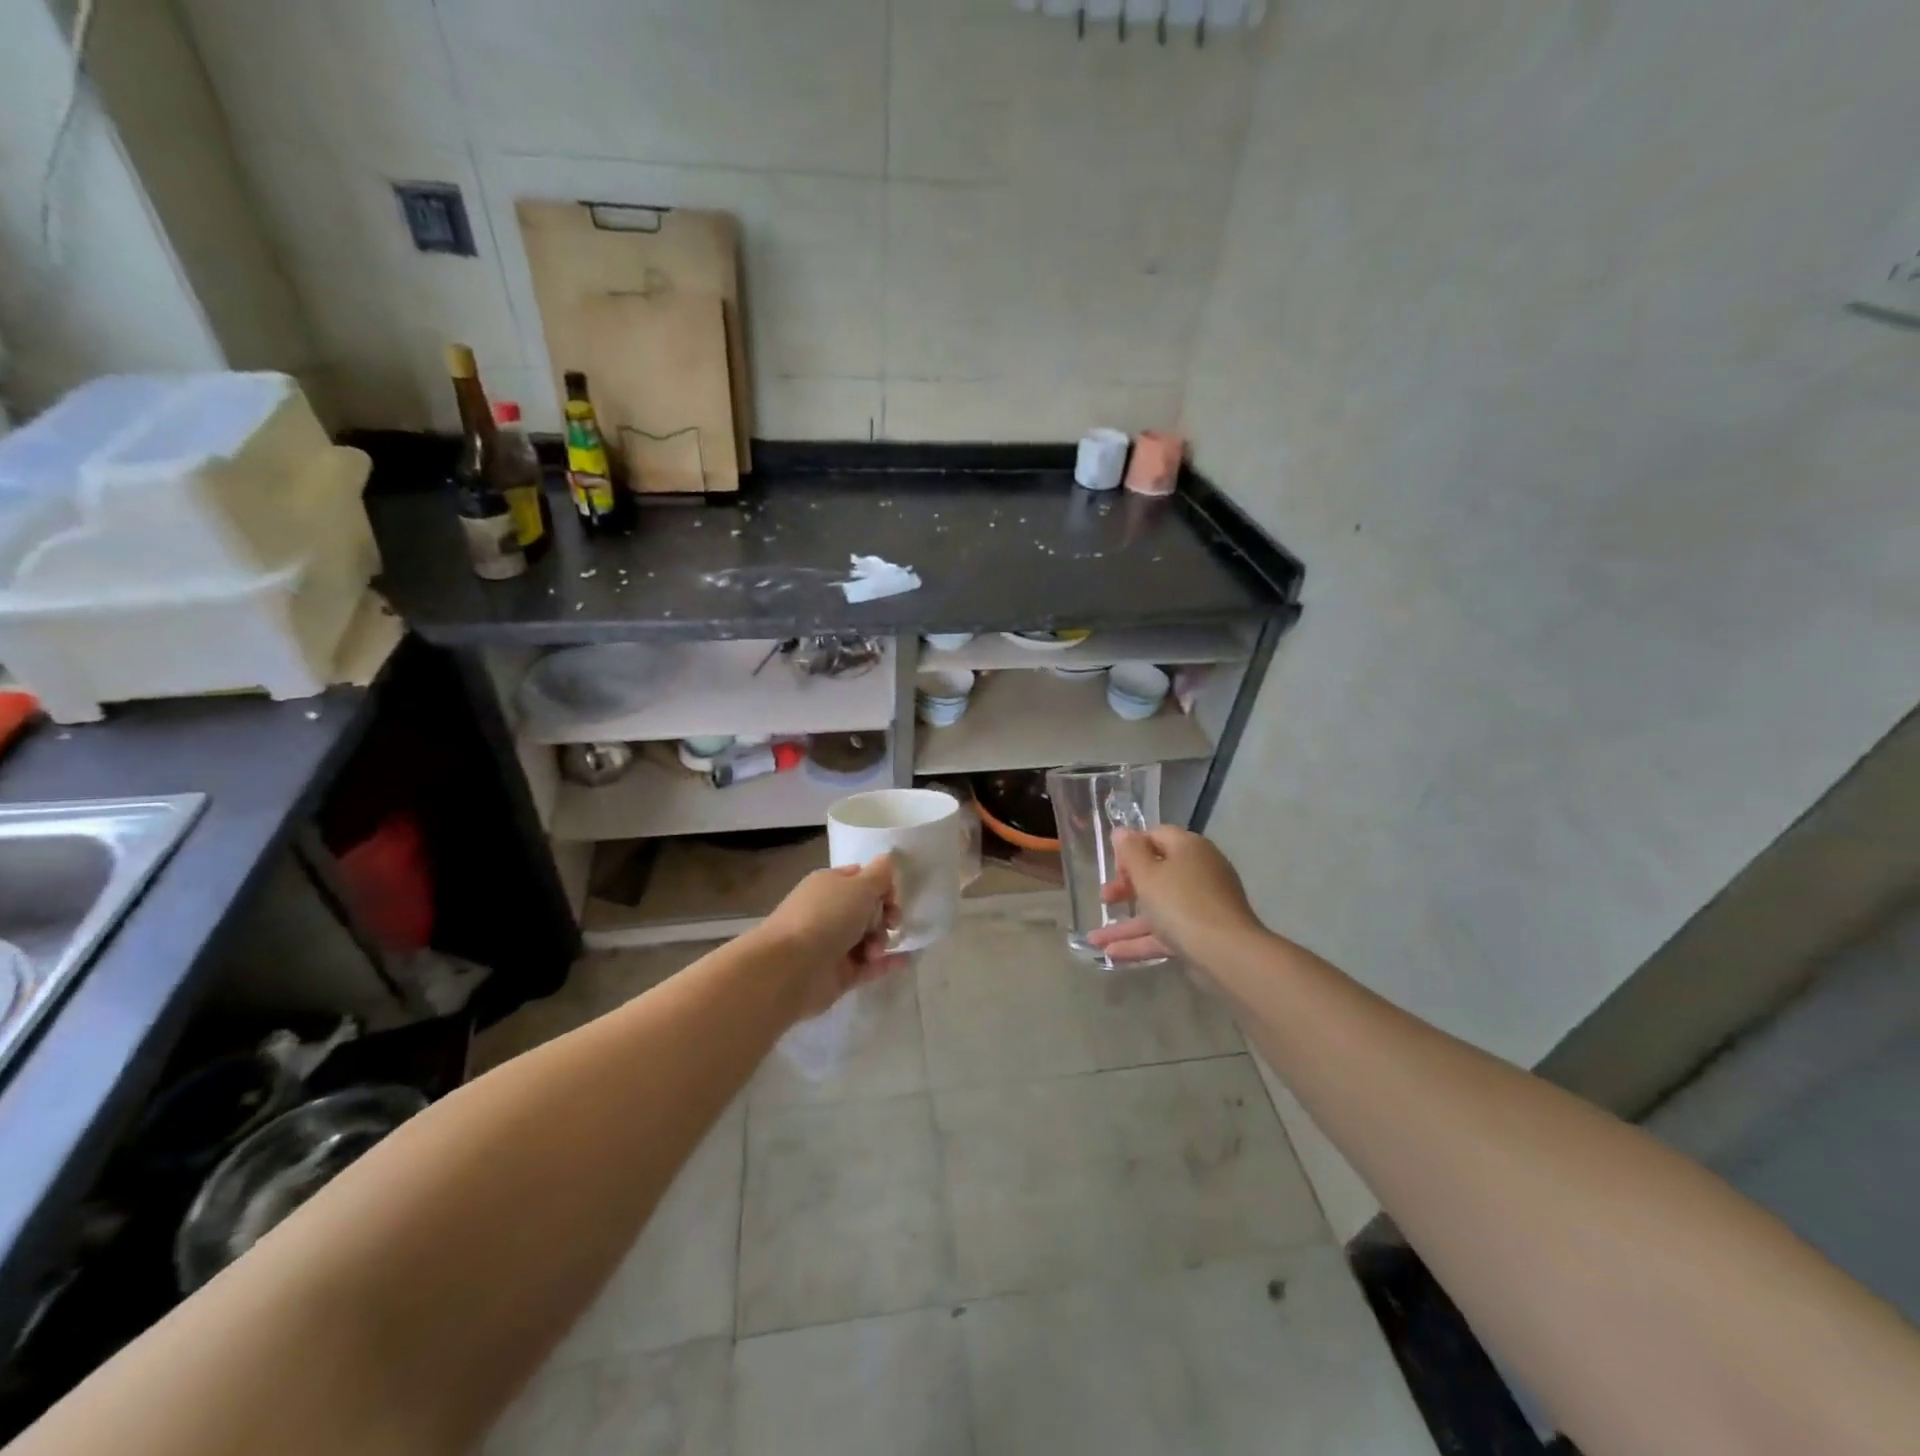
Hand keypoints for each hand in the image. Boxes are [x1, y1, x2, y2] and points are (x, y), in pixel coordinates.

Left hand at [756, 855, 909, 1020]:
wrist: (790, 968)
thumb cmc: (826, 917)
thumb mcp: (860, 886)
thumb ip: (880, 874)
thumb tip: (888, 859)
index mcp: (830, 885)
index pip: (862, 879)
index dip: (882, 886)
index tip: (894, 897)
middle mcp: (830, 912)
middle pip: (868, 909)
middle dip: (884, 915)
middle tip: (891, 923)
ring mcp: (833, 944)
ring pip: (869, 937)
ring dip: (881, 940)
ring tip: (875, 951)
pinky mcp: (839, 973)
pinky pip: (869, 965)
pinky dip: (886, 962)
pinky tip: (905, 960)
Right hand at [1087, 825, 1261, 964]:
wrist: (1227, 953)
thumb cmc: (1181, 903)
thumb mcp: (1148, 874)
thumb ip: (1131, 852)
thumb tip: (1122, 832)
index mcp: (1188, 848)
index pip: (1155, 836)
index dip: (1130, 849)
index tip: (1114, 868)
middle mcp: (1198, 871)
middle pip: (1156, 873)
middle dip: (1124, 888)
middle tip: (1105, 899)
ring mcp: (1202, 904)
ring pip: (1158, 908)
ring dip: (1126, 923)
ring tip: (1096, 939)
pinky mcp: (1202, 933)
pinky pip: (1167, 931)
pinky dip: (1142, 941)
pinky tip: (1113, 954)